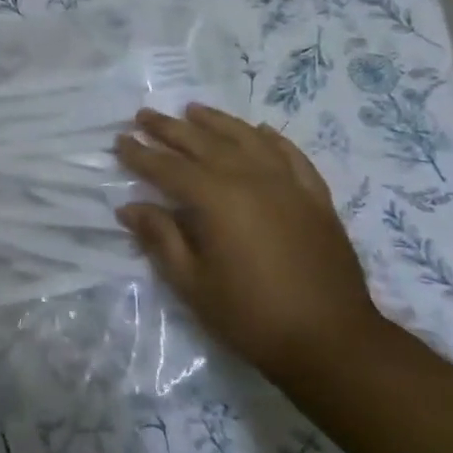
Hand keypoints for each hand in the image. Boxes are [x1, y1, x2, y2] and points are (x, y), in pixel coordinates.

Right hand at [113, 104, 382, 386]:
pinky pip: (292, 156)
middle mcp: (252, 180)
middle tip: (144, 115)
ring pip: (247, 139)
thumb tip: (130, 207)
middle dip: (169, 129)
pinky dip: (272, 140)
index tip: (119, 141)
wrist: (333, 342)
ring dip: (217, 122)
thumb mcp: (191, 282)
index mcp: (217, 200)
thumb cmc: (250, 315)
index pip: (168, 169)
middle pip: (204, 144)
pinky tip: (259, 131)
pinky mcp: (316, 199)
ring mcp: (288, 186)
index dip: (140, 155)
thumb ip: (160, 238)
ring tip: (193, 110)